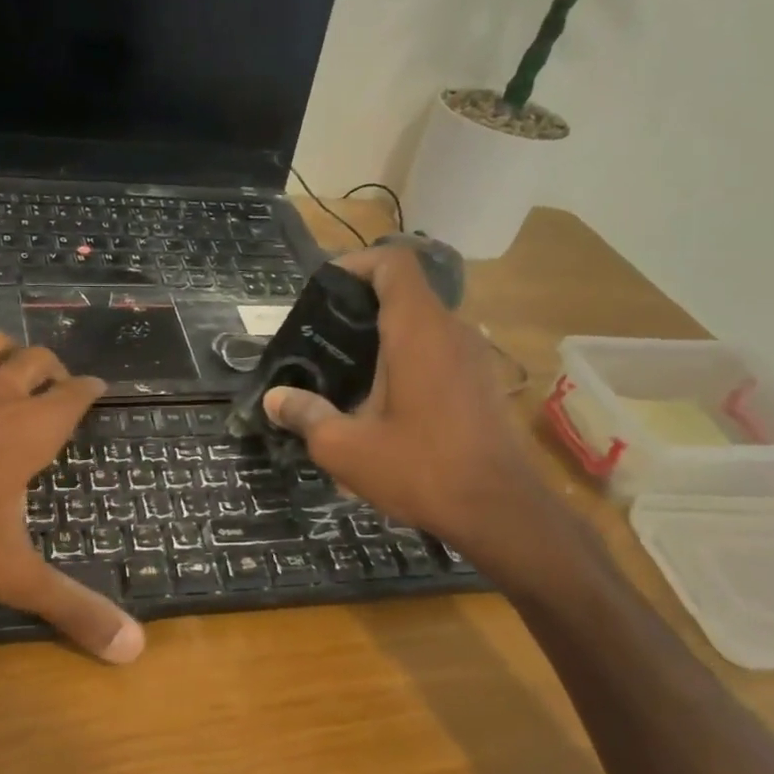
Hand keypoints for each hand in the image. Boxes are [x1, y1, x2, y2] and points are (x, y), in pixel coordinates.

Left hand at [0, 329, 144, 662]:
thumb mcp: (11, 572)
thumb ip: (70, 608)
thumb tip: (132, 648)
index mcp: (32, 430)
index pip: (75, 396)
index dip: (90, 390)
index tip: (98, 389)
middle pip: (36, 360)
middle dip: (51, 368)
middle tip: (54, 384)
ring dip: (3, 347)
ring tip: (8, 362)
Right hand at [261, 246, 565, 580]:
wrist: (499, 510)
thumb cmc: (419, 469)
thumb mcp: (345, 448)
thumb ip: (306, 416)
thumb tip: (275, 399)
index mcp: (417, 331)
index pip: (393, 263)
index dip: (357, 264)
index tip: (325, 289)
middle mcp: (451, 331)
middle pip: (405, 293)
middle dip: (361, 306)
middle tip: (322, 339)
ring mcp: (473, 356)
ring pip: (423, 325)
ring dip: (385, 337)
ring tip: (347, 371)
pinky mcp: (482, 382)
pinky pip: (439, 352)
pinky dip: (408, 359)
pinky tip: (384, 401)